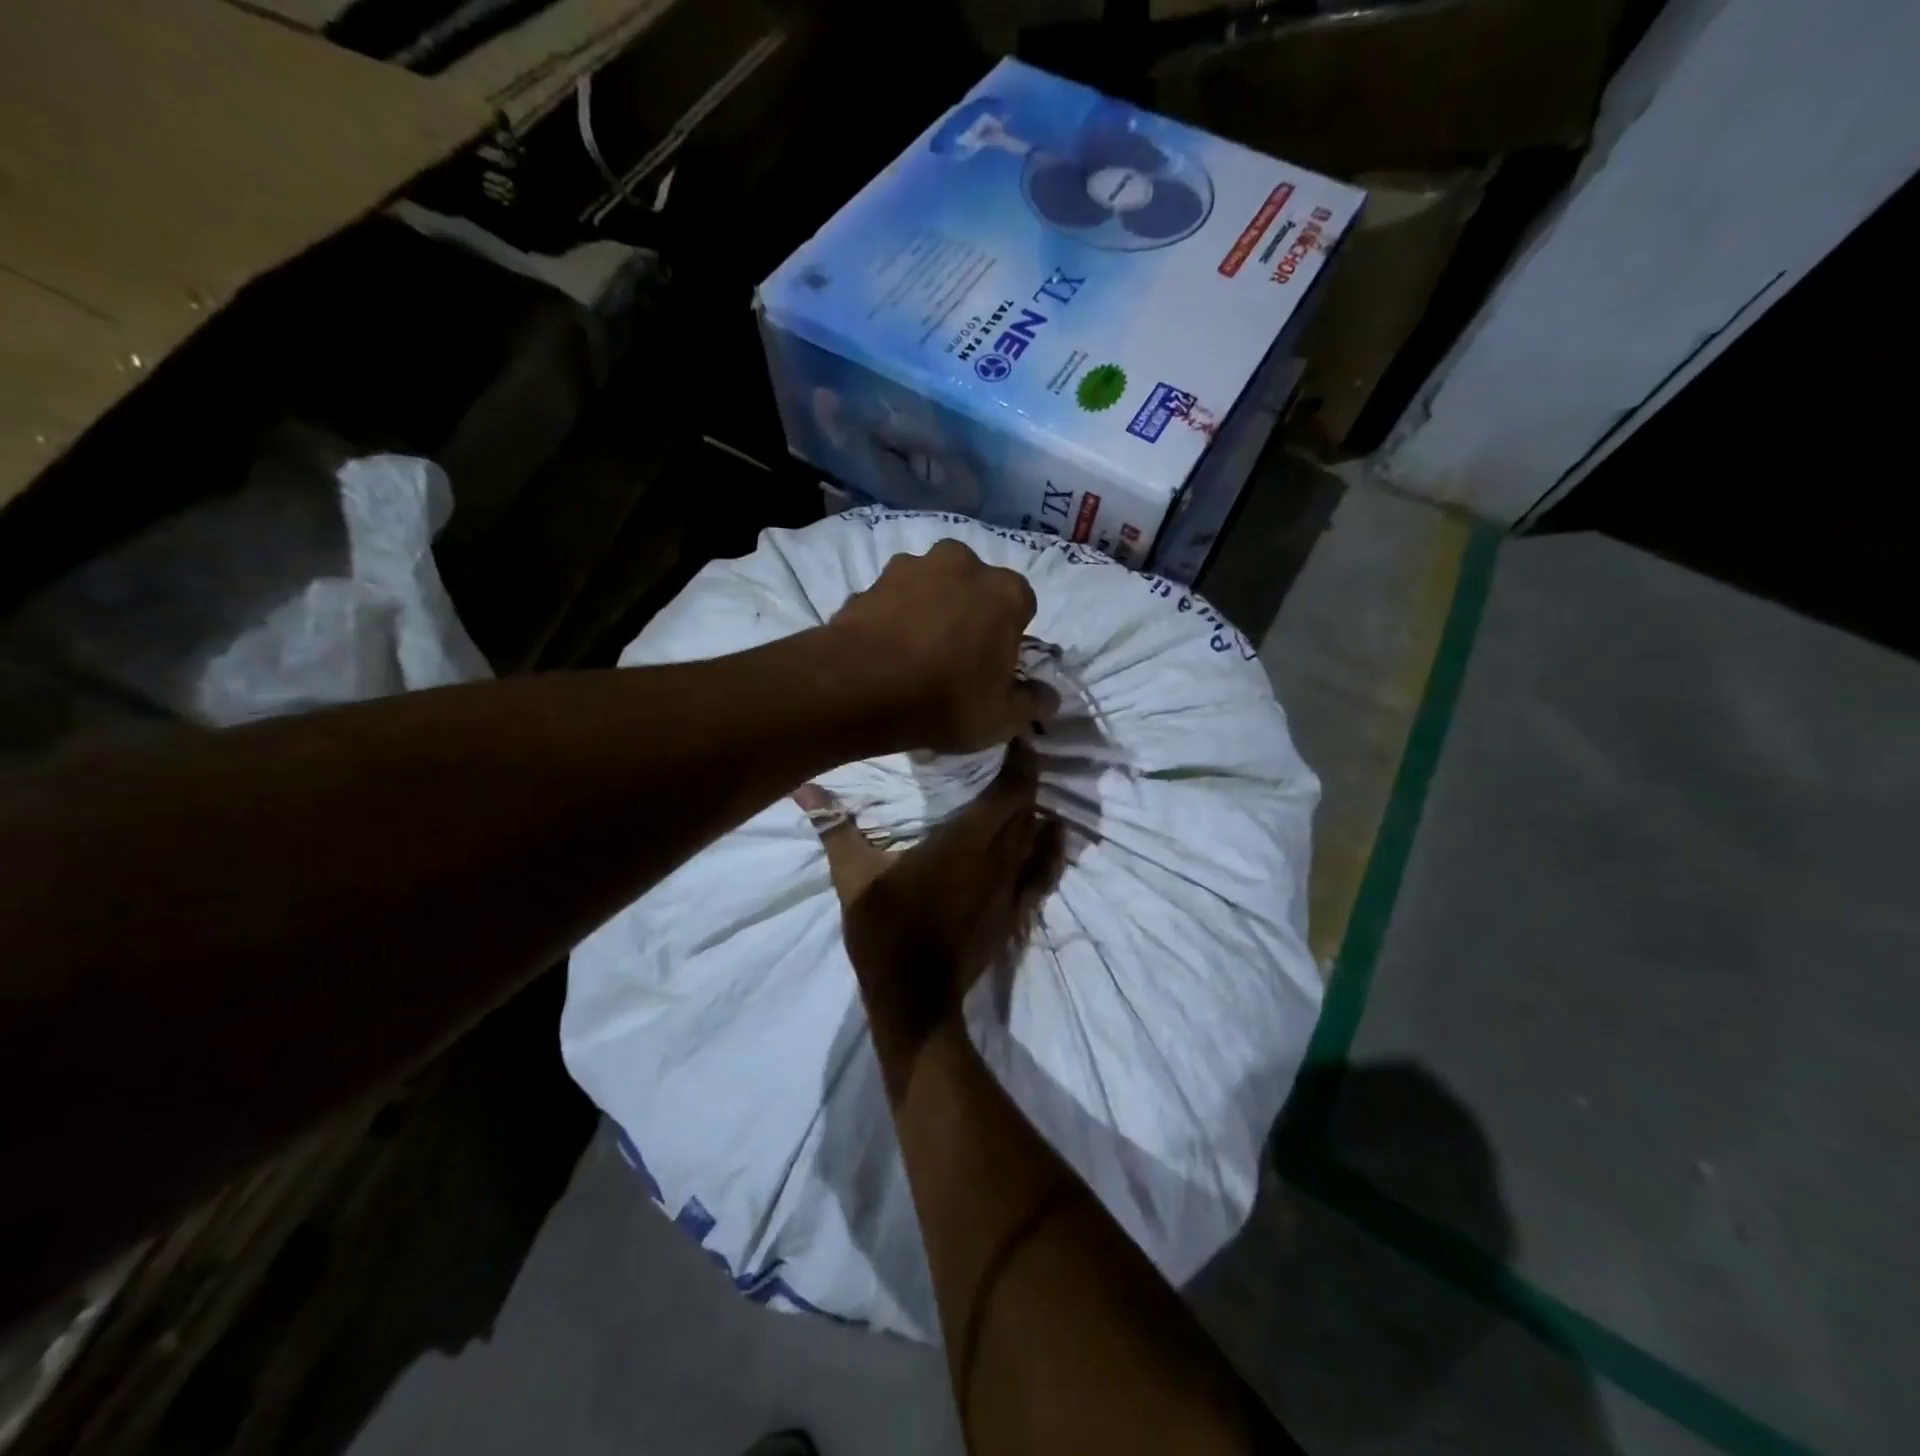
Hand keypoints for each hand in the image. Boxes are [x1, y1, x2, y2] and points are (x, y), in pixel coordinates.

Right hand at [797, 743, 1063, 1084]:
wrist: (916, 1000)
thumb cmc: (886, 933)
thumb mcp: (853, 878)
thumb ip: (835, 828)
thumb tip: (804, 788)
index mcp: (965, 843)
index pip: (1009, 790)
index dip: (1019, 759)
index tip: (1013, 734)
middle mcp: (998, 858)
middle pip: (1026, 806)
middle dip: (1025, 775)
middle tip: (1012, 750)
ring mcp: (1012, 887)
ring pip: (1035, 835)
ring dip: (1033, 806)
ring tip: (1024, 783)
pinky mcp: (1015, 912)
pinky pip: (1043, 871)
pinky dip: (1051, 847)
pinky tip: (1054, 832)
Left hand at [825, 540, 1056, 753]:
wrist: (860, 687)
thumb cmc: (946, 700)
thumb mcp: (1001, 718)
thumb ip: (1032, 703)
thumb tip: (1049, 697)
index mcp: (1005, 591)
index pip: (1022, 606)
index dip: (1010, 637)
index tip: (995, 666)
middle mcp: (962, 564)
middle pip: (976, 588)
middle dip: (970, 613)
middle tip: (956, 657)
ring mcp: (912, 566)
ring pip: (932, 587)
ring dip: (930, 609)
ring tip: (915, 653)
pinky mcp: (871, 580)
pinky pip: (894, 600)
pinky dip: (894, 617)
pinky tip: (885, 651)